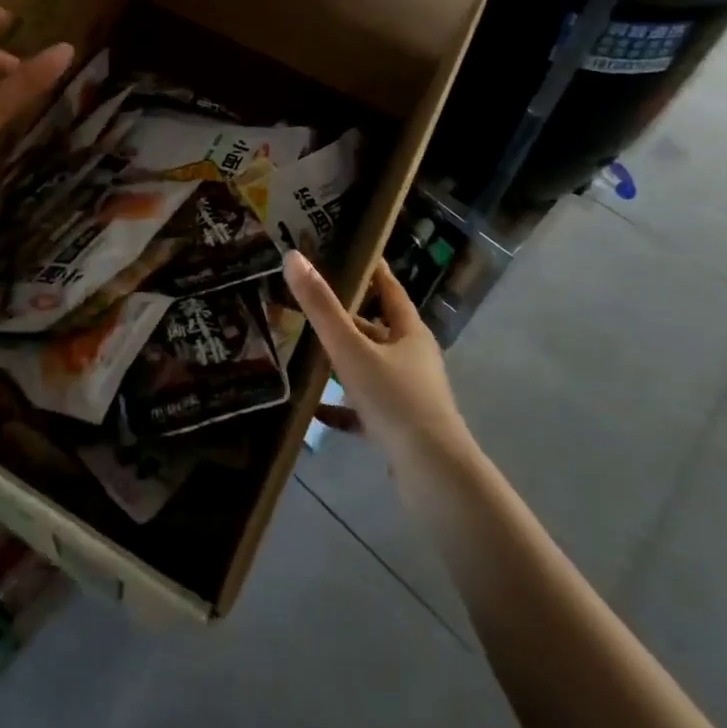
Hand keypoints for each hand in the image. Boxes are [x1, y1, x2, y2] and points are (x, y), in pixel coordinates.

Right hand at [284, 251, 473, 474]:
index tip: (353, 252)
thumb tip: (293, 256)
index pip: (390, 290)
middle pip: (377, 331)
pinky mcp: (400, 428)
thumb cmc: (395, 400)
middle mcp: (413, 359)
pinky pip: (365, 410)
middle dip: (346, 318)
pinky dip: (342, 408)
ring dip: (342, 363)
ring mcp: (409, 396)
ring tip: (306, 353)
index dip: (373, 271)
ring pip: (370, 369)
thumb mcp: (351, 350)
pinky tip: (315, 411)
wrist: (433, 475)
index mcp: (410, 334)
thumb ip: (321, 307)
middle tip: (311, 304)